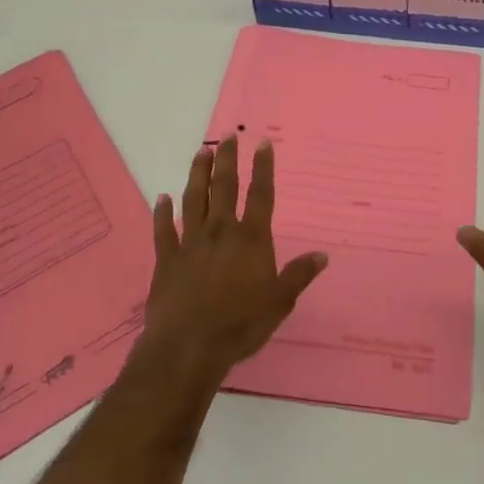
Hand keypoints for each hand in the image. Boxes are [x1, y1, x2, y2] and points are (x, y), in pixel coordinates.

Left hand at [140, 134, 327, 382]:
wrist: (188, 346)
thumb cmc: (240, 324)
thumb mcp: (279, 302)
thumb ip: (299, 275)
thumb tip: (322, 255)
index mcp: (251, 239)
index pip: (260, 195)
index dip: (263, 168)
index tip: (262, 143)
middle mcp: (221, 232)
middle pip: (224, 187)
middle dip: (227, 160)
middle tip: (227, 136)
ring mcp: (191, 243)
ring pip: (194, 199)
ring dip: (198, 174)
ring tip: (201, 153)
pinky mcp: (167, 259)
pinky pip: (163, 230)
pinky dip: (162, 213)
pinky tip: (161, 198)